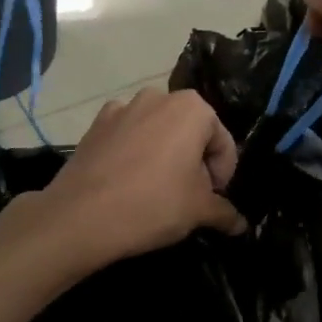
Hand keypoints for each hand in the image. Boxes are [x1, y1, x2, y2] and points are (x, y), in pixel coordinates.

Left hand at [38, 88, 246, 269]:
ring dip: (164, 155)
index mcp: (192, 108)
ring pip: (158, 132)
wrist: (81, 215)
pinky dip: (134, 153)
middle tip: (188, 197)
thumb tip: (241, 224)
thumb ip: (225, 213)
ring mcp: (122, 107)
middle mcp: (158, 96)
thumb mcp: (198, 211)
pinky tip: (127, 181)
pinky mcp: (95, 124)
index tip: (212, 200)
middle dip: (194, 162)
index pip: (223, 143)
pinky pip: (127, 136)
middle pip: (190, 132)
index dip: (223, 175)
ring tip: (157, 190)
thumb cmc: (153, 204)